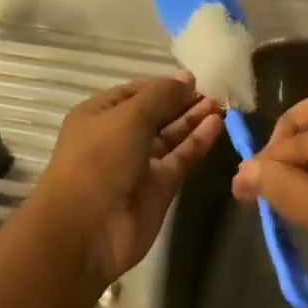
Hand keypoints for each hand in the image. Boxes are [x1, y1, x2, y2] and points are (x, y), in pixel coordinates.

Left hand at [34, 75, 222, 289]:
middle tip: (215, 93)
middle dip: (182, 103)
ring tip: (221, 106)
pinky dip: (197, 143)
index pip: (136, 92)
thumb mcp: (128, 117)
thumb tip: (187, 78)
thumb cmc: (99, 160)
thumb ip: (161, 96)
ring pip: (170, 137)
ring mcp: (138, 164)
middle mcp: (117, 137)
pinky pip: (180, 159)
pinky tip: (216, 125)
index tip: (195, 80)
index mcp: (99, 115)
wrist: (86, 229)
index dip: (163, 85)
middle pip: (155, 114)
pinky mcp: (158, 188)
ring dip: (193, 121)